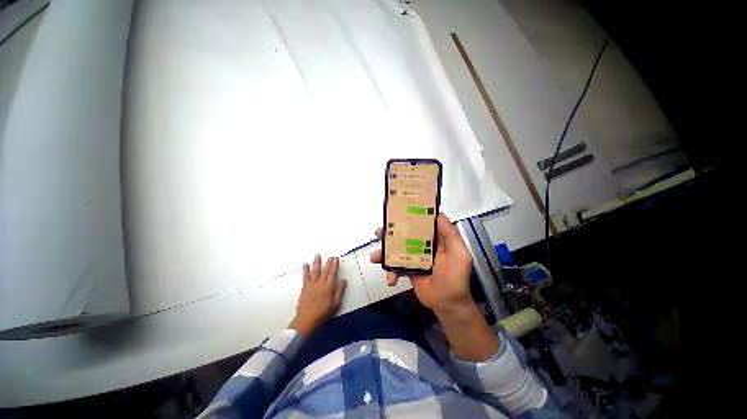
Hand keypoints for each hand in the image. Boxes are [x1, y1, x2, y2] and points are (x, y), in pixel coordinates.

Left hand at [289, 255, 346, 337]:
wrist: (306, 320)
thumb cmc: (322, 313)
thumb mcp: (335, 304)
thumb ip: (339, 291)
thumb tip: (344, 280)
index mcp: (328, 288)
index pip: (332, 273)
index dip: (335, 265)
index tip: (336, 258)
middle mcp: (320, 284)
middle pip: (325, 271)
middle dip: (328, 262)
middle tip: (331, 256)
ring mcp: (311, 285)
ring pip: (315, 271)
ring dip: (316, 262)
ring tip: (317, 255)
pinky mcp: (305, 287)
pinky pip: (305, 277)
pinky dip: (305, 270)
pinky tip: (305, 264)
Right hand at [370, 213, 473, 314]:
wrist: (447, 305)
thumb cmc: (456, 278)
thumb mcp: (460, 255)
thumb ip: (451, 235)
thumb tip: (439, 214)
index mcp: (435, 238)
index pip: (421, 222)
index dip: (410, 215)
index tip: (397, 210)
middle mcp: (422, 244)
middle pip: (404, 234)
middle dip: (390, 232)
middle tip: (379, 233)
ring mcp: (413, 257)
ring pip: (396, 249)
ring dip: (383, 251)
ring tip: (375, 256)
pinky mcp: (407, 269)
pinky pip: (395, 266)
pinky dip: (389, 271)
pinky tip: (390, 279)